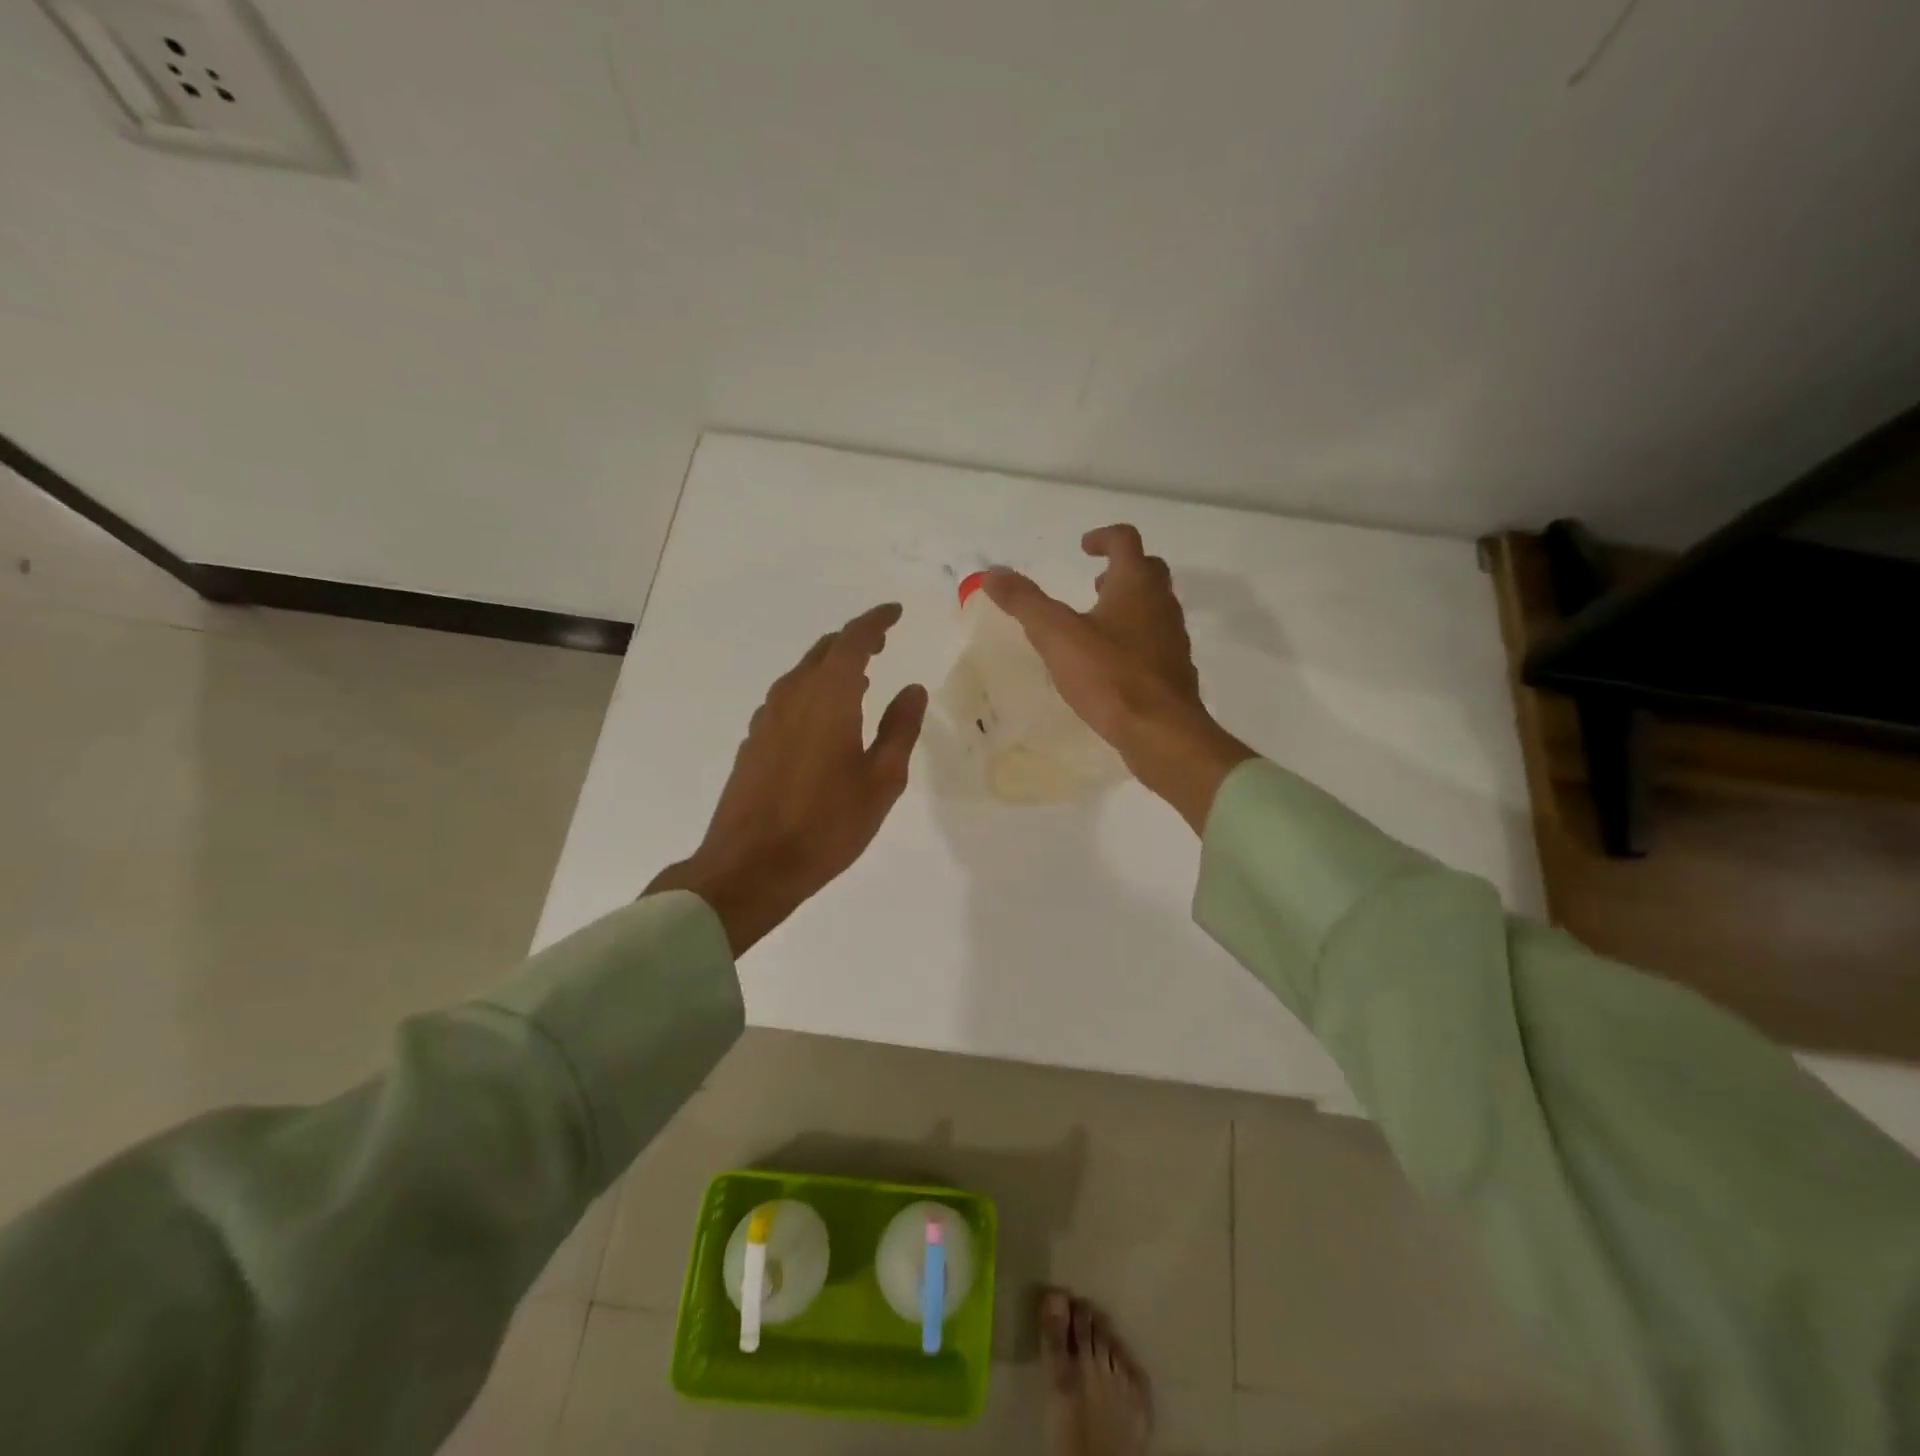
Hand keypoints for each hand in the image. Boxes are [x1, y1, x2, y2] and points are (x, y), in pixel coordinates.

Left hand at [646, 604, 927, 954]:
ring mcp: (767, 718)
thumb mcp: (881, 781)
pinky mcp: (754, 741)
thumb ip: (900, 729)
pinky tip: (824, 717)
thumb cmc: (826, 824)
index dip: (876, 621)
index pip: (853, 640)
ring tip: (860, 678)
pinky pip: (788, 698)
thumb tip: (913, 689)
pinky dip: (813, 691)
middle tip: (882, 642)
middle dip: (854, 640)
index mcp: (829, 697)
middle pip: (824, 651)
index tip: (895, 612)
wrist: (750, 865)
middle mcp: (793, 696)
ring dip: (832, 666)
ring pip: (802, 674)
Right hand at [983, 526, 1253, 830]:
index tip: (1083, 547)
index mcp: (1136, 585)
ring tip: (1096, 623)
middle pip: (1147, 571)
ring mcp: (1173, 638)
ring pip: (1154, 607)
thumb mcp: (1056, 636)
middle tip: (1094, 583)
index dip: (1103, 537)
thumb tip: (991, 572)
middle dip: (1120, 570)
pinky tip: (1111, 663)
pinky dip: (1134, 638)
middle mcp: (1161, 604)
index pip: (1125, 540)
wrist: (1161, 732)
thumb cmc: (1110, 677)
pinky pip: (1155, 641)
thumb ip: (1024, 602)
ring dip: (1128, 605)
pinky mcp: (1174, 671)